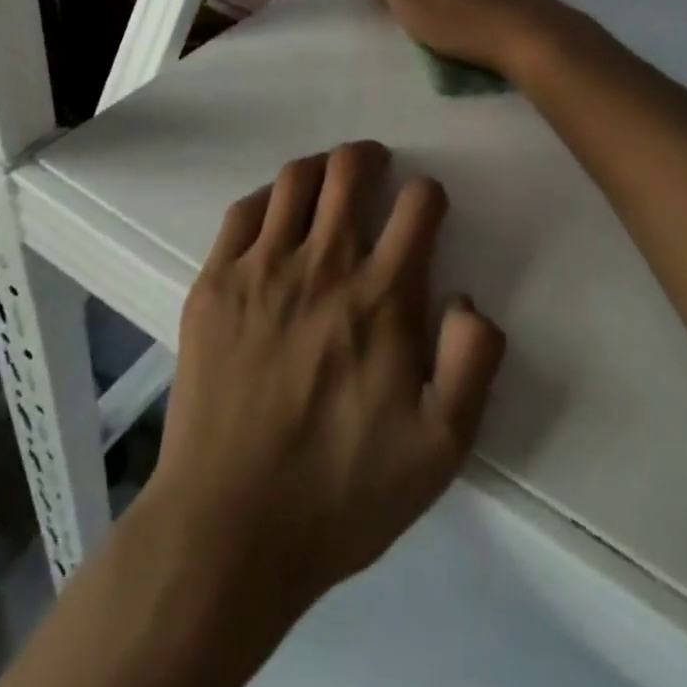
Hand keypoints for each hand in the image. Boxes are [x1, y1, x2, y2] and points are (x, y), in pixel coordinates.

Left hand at [150, 141, 504, 610]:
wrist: (228, 527)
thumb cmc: (341, 491)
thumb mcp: (440, 448)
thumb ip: (472, 363)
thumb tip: (467, 299)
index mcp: (382, 296)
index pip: (418, 205)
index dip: (429, 195)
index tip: (426, 210)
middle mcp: (323, 264)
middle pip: (350, 171)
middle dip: (370, 159)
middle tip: (376, 167)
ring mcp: (261, 269)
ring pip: (295, 179)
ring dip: (321, 168)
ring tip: (328, 180)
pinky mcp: (214, 284)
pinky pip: (242, 212)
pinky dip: (267, 198)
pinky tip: (274, 215)